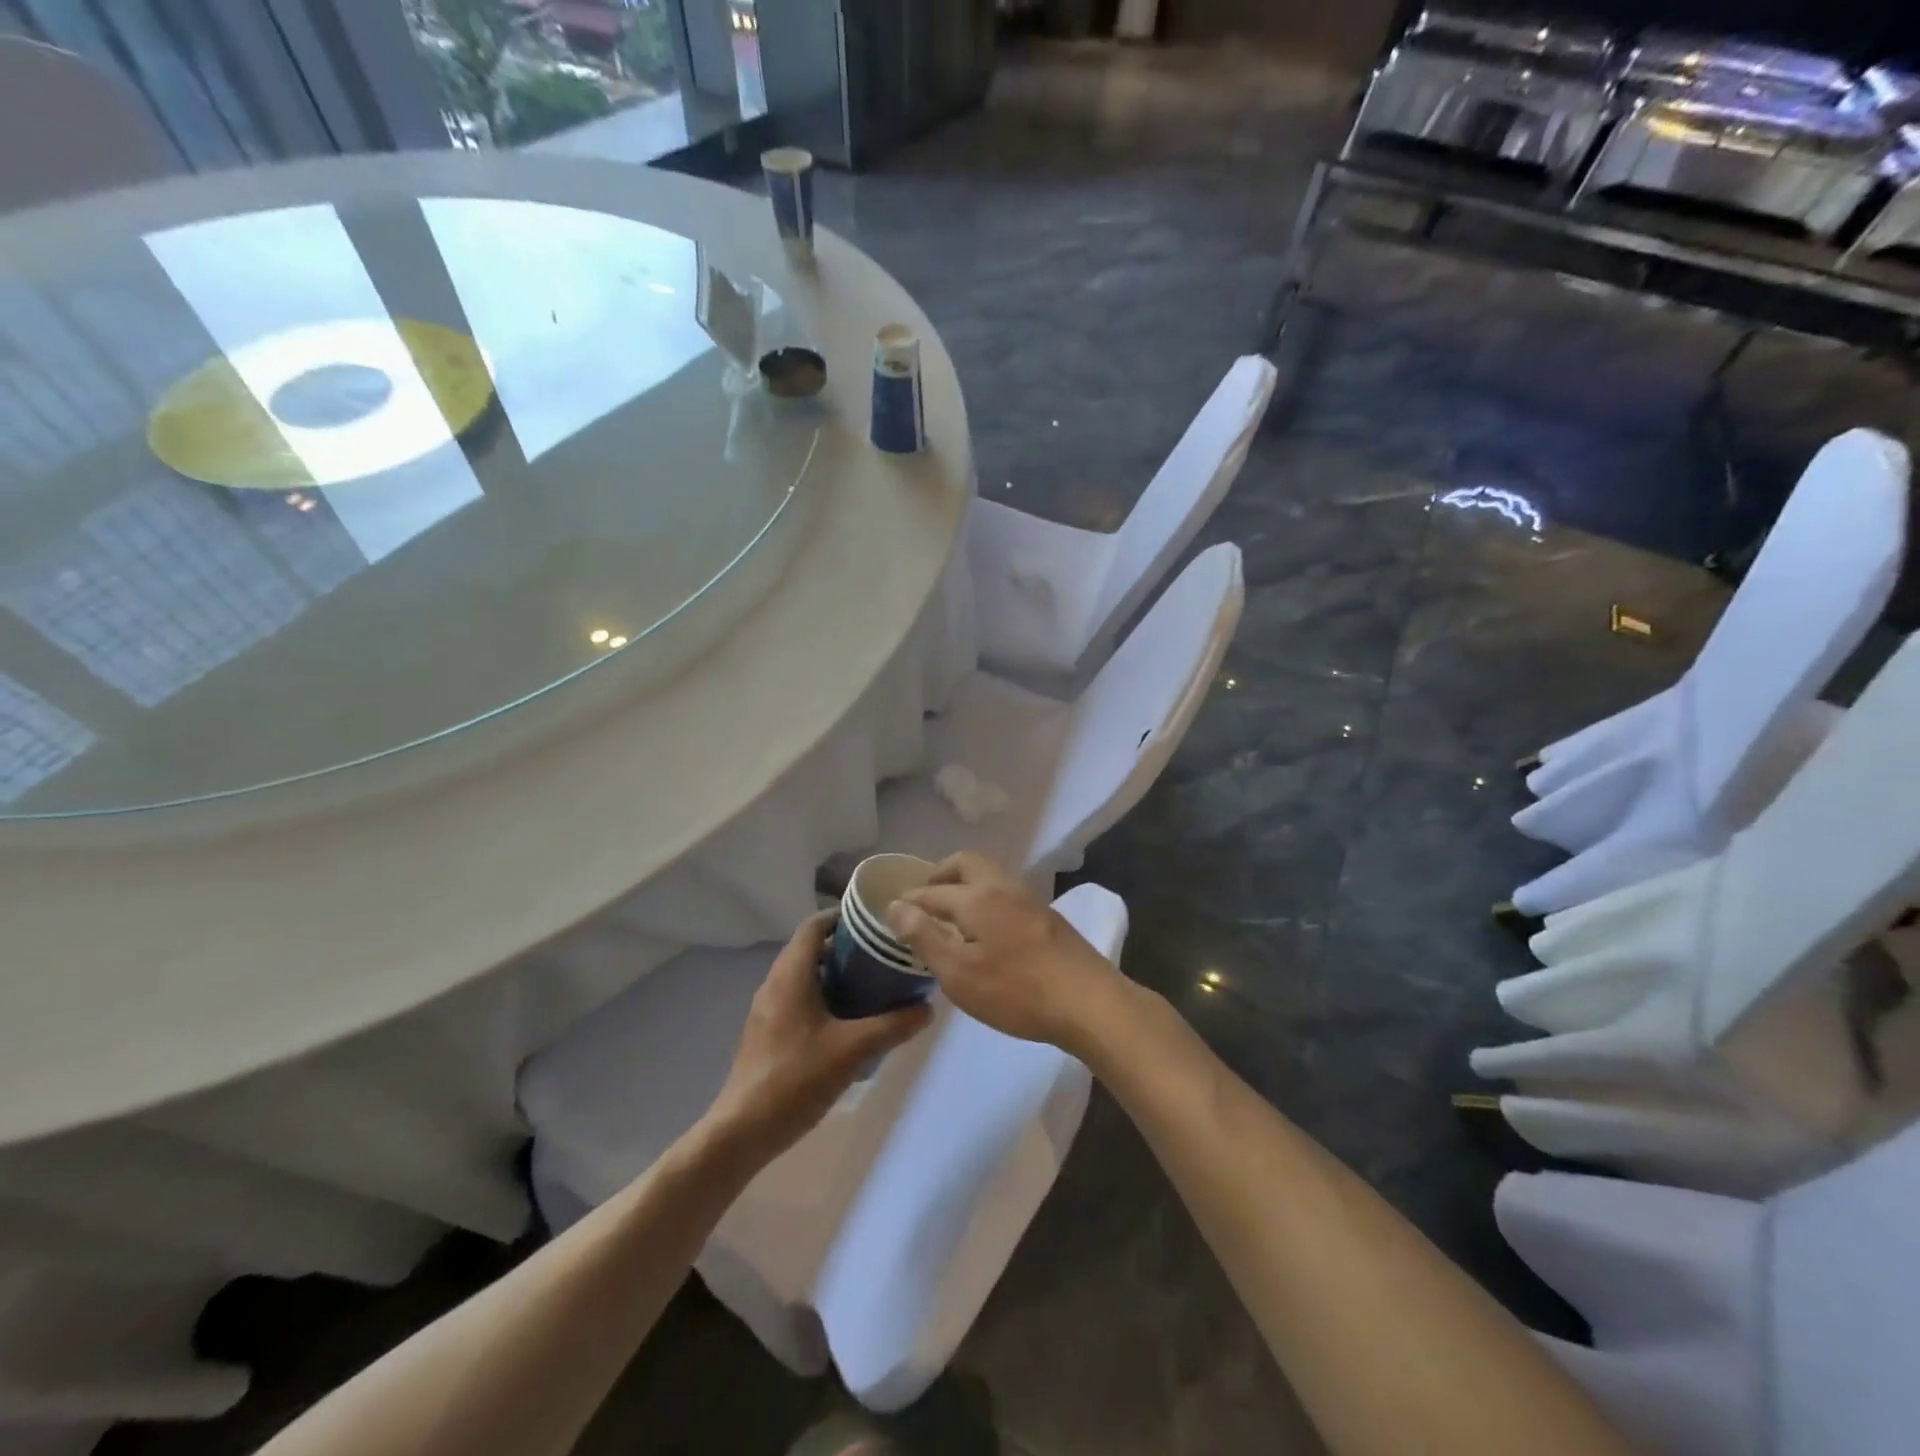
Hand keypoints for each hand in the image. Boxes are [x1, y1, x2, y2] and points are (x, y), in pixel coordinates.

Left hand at [705, 911, 931, 1162]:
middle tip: (884, 955)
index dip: (844, 916)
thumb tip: (928, 1008)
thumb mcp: (853, 1050)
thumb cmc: (796, 1079)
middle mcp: (775, 983)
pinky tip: (850, 1021)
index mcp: (791, 974)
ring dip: (837, 974)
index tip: (876, 922)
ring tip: (874, 985)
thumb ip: (893, 1025)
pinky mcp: (767, 1032)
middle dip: (848, 947)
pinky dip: (824, 997)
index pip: (815, 925)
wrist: (742, 1131)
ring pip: (806, 976)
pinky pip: (799, 999)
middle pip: (812, 949)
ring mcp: (768, 1009)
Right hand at [884, 851, 1122, 1050]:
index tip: (892, 908)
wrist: (1088, 1001)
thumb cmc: (1016, 990)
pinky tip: (985, 930)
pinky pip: (1005, 894)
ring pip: (989, 877)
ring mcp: (1029, 899)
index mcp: (977, 897)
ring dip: (965, 886)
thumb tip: (895, 906)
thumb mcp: (959, 973)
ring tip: (951, 916)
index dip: (910, 899)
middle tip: (924, 898)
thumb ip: (924, 937)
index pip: (932, 891)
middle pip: (966, 863)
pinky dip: (985, 900)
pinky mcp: (1047, 917)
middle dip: (941, 875)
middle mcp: (1002, 887)